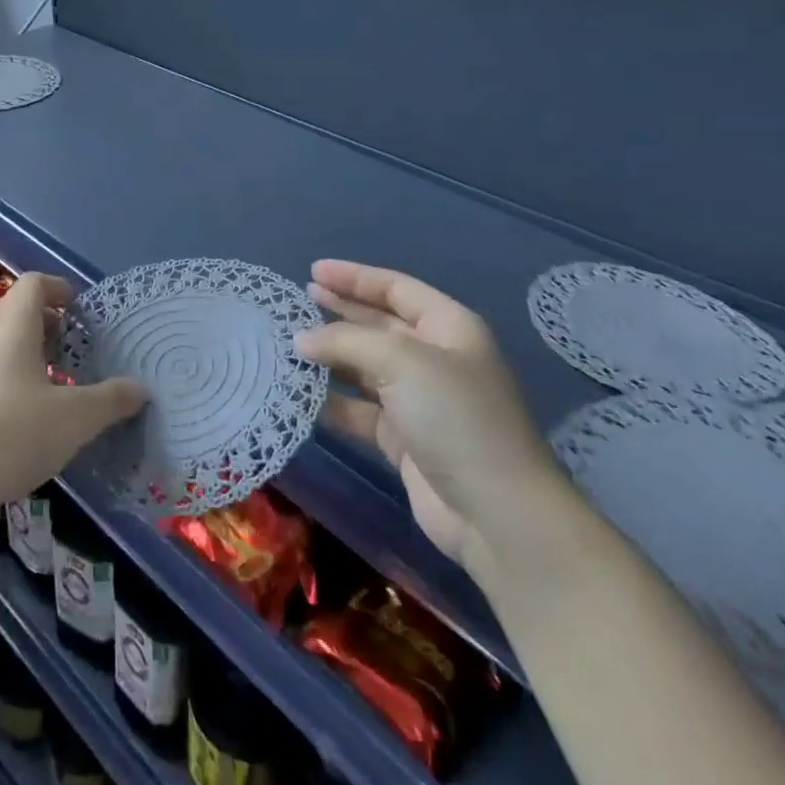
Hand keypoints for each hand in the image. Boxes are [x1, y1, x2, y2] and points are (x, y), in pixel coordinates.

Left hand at [0, 273, 146, 522]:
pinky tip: (11, 417)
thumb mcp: (73, 421)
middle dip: (44, 323)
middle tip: (70, 349)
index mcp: (12, 324)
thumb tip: (141, 389)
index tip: (78, 309)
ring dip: (21, 350)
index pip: (34, 283)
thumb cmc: (9, 436)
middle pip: (13, 309)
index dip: (59, 289)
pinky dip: (0, 375)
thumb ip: (110, 401)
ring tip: (45, 385)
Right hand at [296, 260, 564, 567]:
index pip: (396, 288)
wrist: (496, 513)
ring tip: (289, 347)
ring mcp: (420, 401)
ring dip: (331, 357)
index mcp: (448, 328)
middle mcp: (435, 359)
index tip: (313, 271)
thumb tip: (300, 339)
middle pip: (379, 324)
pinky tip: (301, 395)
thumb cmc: (455, 416)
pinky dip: (333, 402)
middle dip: (340, 311)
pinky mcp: (404, 439)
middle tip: (297, 302)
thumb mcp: (400, 361)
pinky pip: (360, 410)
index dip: (355, 277)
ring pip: (365, 368)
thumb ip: (346, 341)